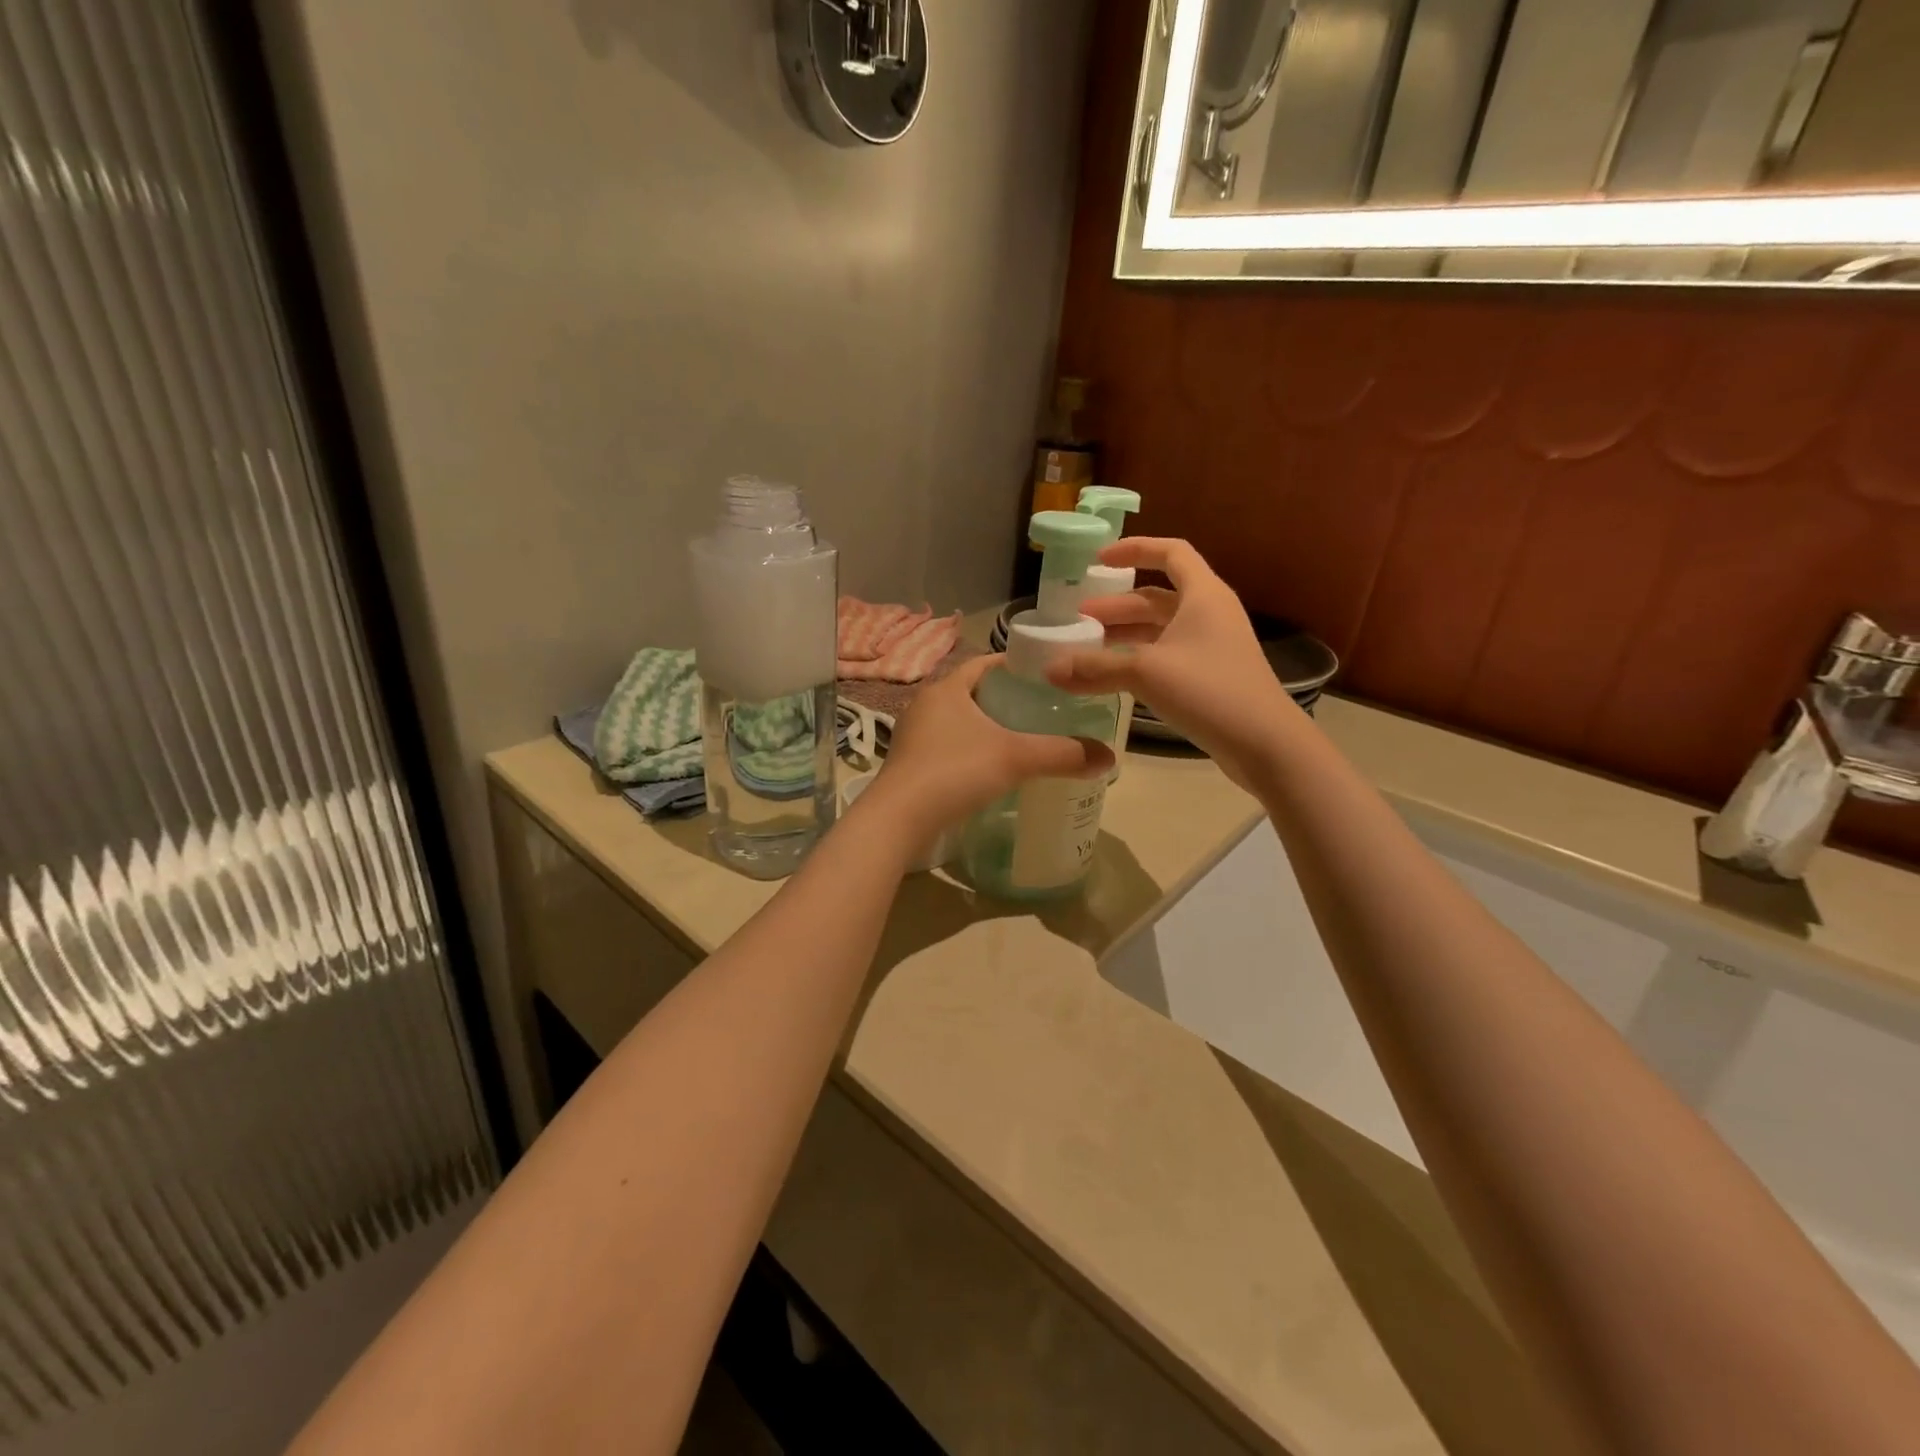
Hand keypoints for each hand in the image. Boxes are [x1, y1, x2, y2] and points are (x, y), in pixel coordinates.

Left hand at [861, 654, 1112, 843]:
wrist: (898, 820)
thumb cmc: (955, 772)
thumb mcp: (1016, 758)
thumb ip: (1062, 754)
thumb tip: (1108, 757)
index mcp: (946, 689)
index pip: (985, 663)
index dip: (1015, 665)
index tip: (1045, 676)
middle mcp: (925, 705)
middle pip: (972, 692)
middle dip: (1005, 699)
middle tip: (1041, 711)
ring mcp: (913, 736)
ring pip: (958, 722)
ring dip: (986, 728)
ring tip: (1020, 740)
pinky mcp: (909, 765)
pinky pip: (947, 747)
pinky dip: (970, 751)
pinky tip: (989, 770)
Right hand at [1046, 538, 1298, 790]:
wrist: (1264, 742)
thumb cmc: (1208, 690)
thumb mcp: (1145, 673)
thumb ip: (1096, 667)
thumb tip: (1050, 669)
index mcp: (1203, 595)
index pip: (1170, 552)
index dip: (1134, 549)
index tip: (1098, 560)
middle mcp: (1210, 613)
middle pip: (1158, 596)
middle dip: (1117, 605)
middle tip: (1079, 618)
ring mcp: (1212, 646)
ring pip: (1162, 628)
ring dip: (1126, 633)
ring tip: (1088, 646)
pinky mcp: (1211, 676)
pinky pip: (1168, 654)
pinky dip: (1139, 658)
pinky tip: (1114, 675)